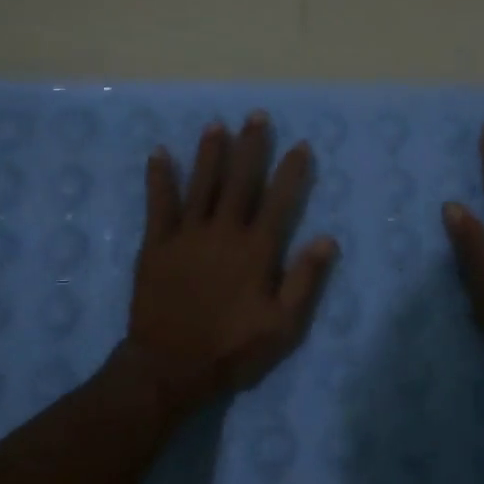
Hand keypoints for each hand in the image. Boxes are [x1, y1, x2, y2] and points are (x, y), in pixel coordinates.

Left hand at [123, 112, 338, 415]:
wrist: (171, 367)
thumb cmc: (232, 349)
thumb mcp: (283, 326)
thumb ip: (305, 280)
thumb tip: (327, 239)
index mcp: (256, 250)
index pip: (279, 200)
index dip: (290, 171)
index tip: (299, 145)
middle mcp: (224, 232)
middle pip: (240, 181)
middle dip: (250, 147)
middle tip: (255, 117)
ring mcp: (187, 235)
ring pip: (202, 184)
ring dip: (210, 153)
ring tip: (217, 125)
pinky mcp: (156, 244)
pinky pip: (158, 204)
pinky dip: (159, 177)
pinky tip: (159, 153)